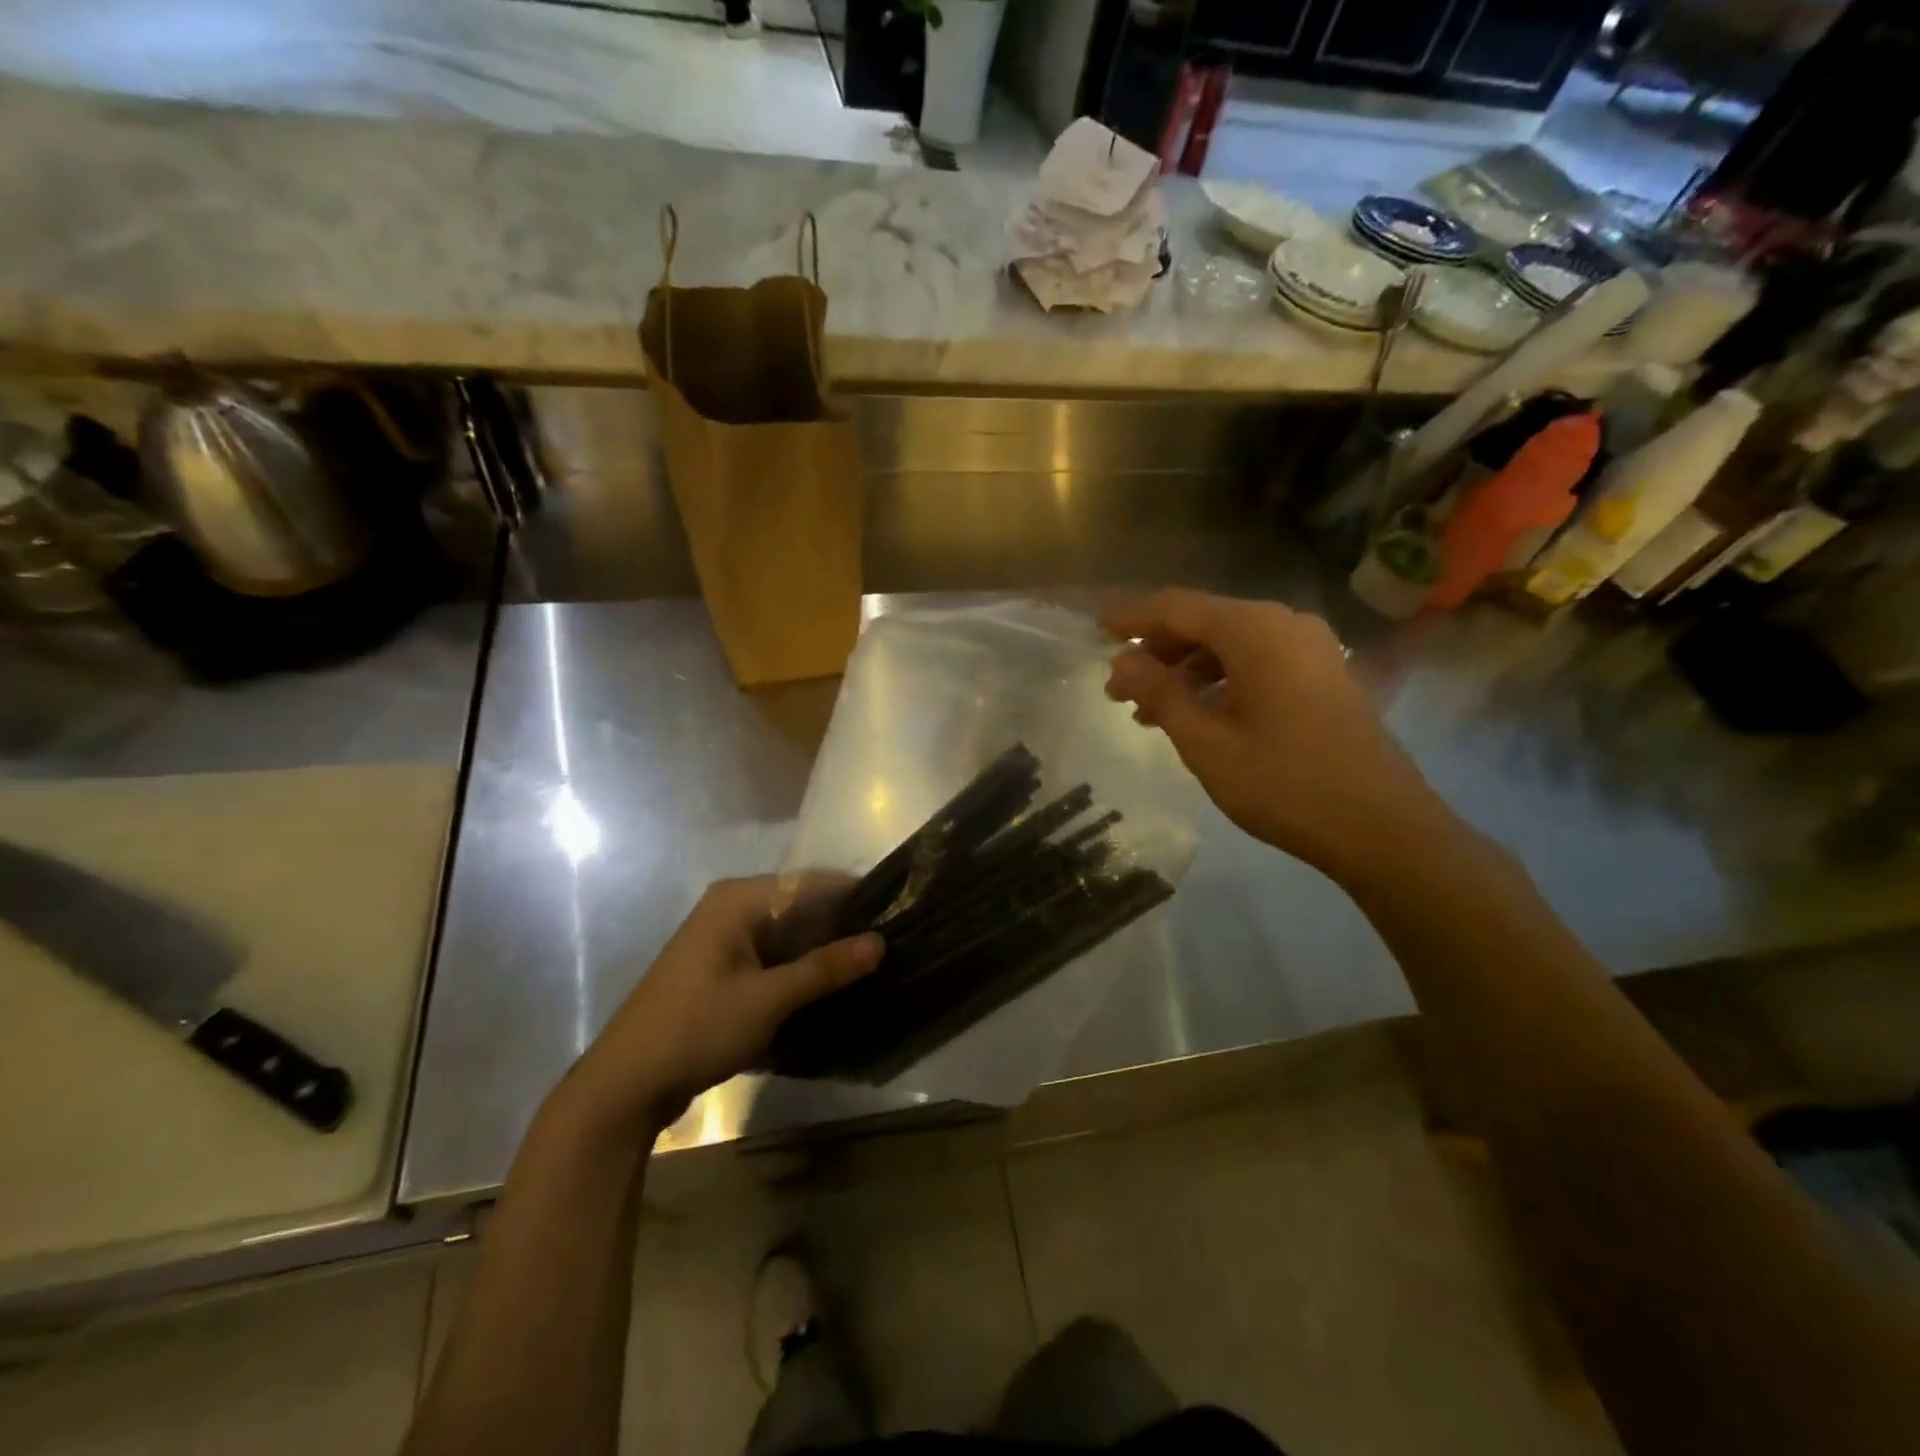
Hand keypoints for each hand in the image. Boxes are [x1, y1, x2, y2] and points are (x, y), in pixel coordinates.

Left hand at [566, 877, 881, 1135]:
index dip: (853, 895)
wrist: (625, 1085)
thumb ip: (825, 968)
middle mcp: (731, 909)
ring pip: (788, 934)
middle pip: (799, 906)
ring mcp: (723, 940)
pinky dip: (798, 969)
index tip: (897, 912)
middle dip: (840, 926)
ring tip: (869, 967)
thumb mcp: (768, 999)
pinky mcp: (721, 970)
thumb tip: (880, 941)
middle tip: (889, 946)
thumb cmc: (697, 1028)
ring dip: (821, 952)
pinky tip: (829, 988)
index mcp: (738, 900)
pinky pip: (772, 957)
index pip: (810, 882)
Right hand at [1103, 590, 1449, 883]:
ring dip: (1186, 670)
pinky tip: (1197, 714)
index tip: (1095, 626)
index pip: (1177, 607)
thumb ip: (1160, 693)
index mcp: (1256, 631)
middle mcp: (1285, 624)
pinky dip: (1219, 680)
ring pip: (1231, 644)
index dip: (1132, 616)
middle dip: (1157, 650)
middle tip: (1118, 688)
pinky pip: (1257, 662)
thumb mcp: (1206, 742)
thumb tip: (1122, 662)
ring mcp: (1311, 649)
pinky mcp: (1324, 675)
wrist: (1381, 827)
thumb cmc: (1284, 783)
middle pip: (1205, 621)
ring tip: (1148, 710)